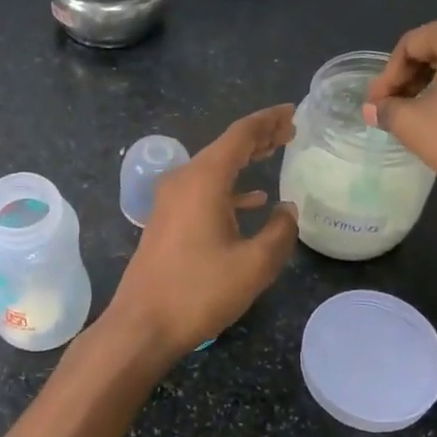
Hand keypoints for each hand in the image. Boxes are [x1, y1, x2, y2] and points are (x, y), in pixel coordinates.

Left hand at [106, 105, 299, 356]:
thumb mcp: (254, 264)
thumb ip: (280, 231)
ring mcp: (170, 200)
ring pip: (214, 168)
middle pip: (225, 147)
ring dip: (244, 160)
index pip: (240, 135)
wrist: (142, 324)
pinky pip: (203, 190)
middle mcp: (183, 180)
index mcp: (203, 180)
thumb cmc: (199, 291)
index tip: (293, 112)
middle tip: (290, 129)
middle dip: (258, 136)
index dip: (268, 120)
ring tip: (275, 152)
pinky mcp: (167, 219)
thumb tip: (287, 209)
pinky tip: (253, 201)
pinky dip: (229, 188)